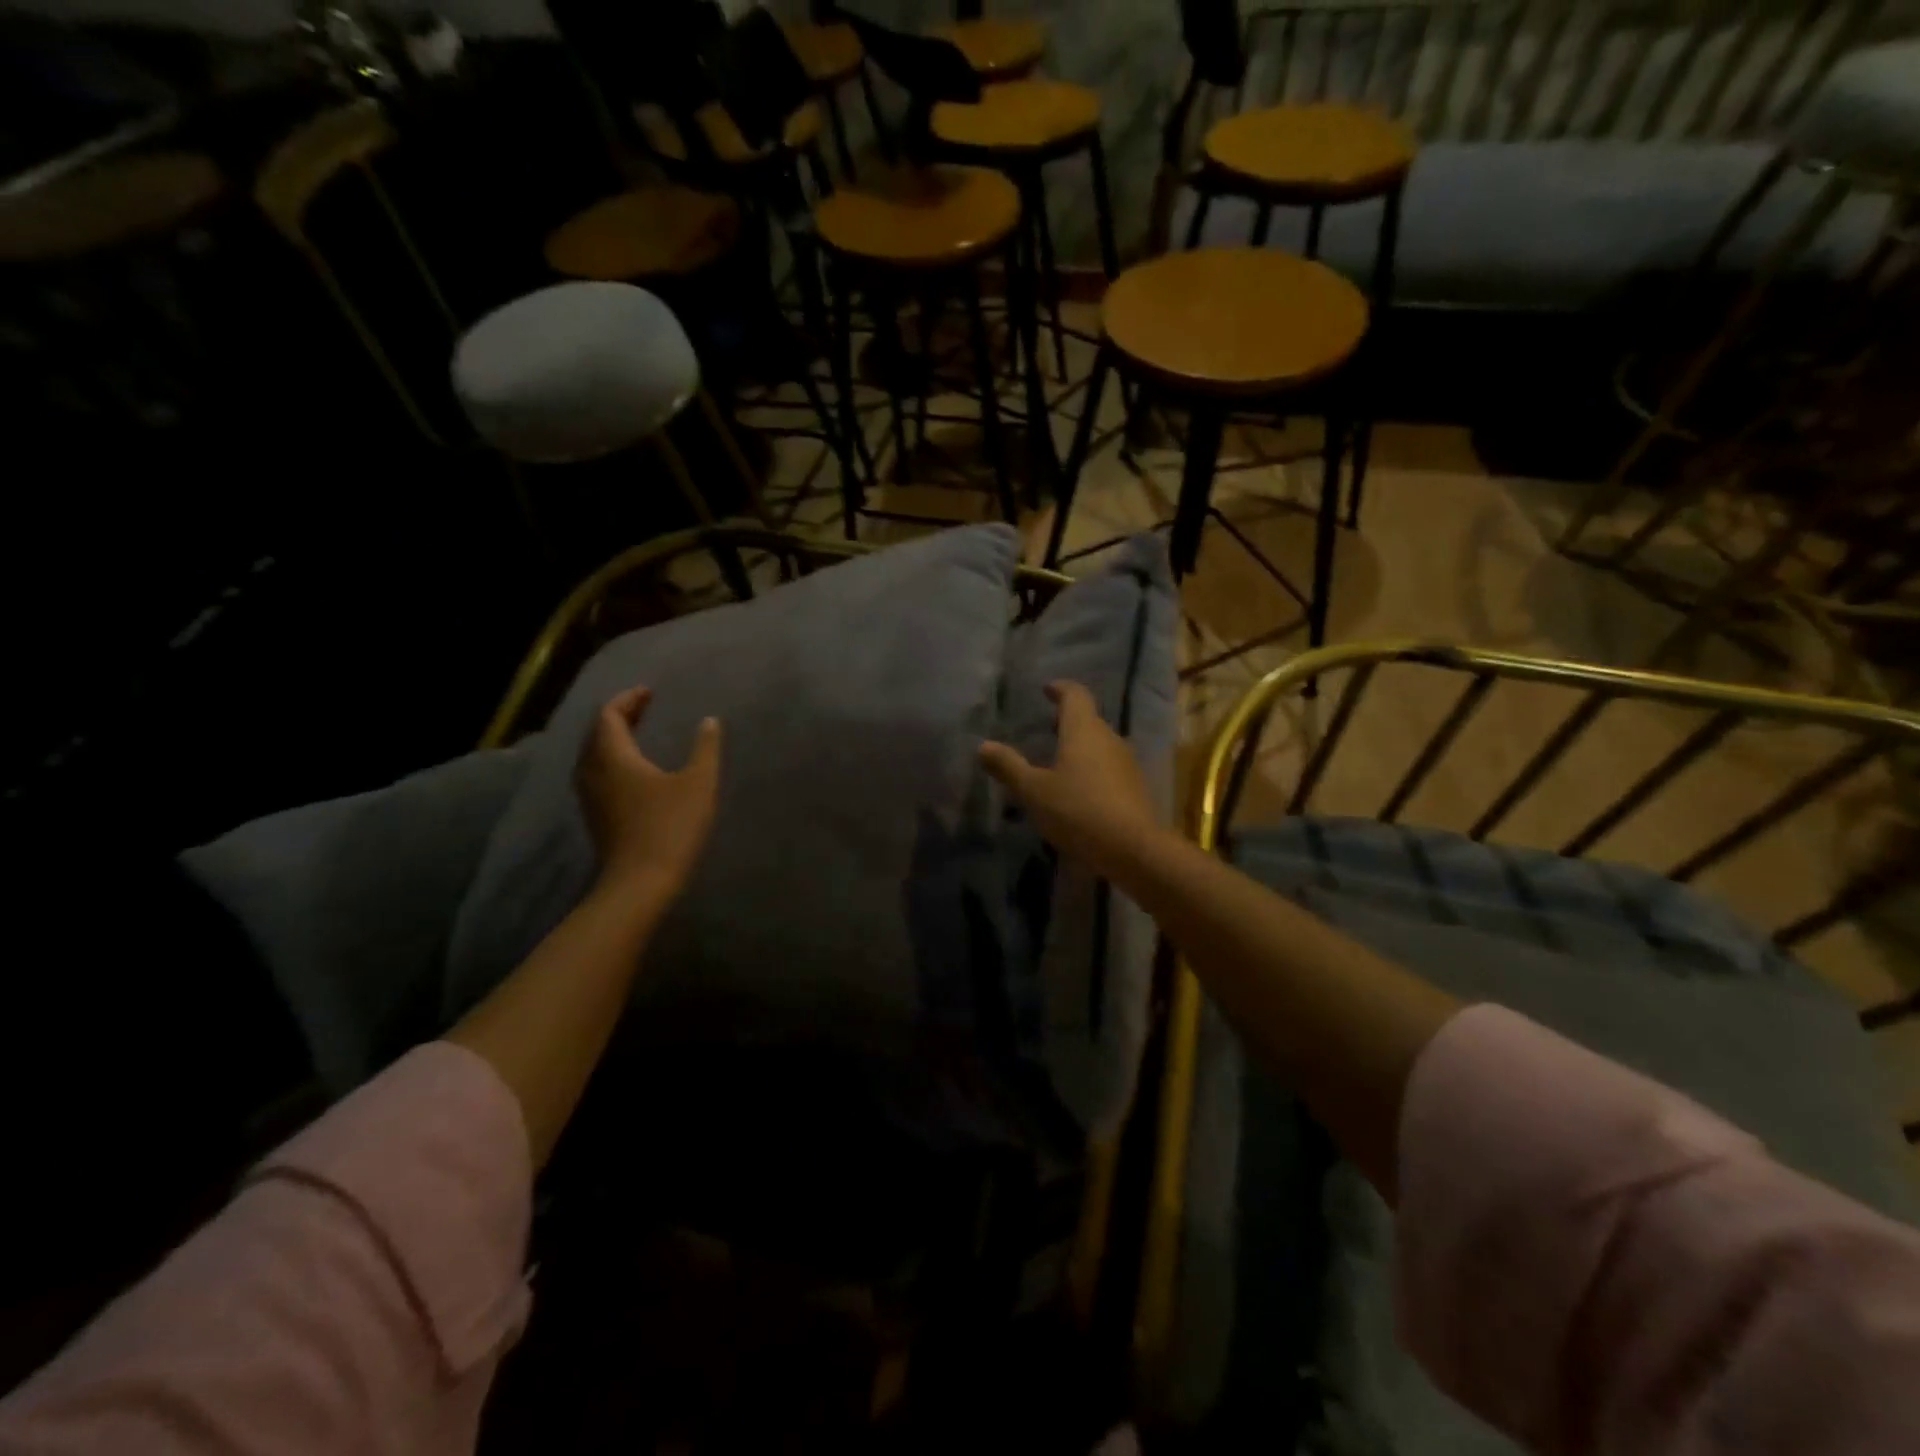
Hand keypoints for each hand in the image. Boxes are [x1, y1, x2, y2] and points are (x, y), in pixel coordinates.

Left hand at [575, 686, 721, 900]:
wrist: (641, 882)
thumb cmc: (671, 827)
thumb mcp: (699, 783)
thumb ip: (705, 748)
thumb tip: (709, 721)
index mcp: (613, 756)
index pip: (609, 716)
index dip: (627, 700)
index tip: (649, 692)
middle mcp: (593, 771)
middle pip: (597, 733)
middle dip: (619, 716)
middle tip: (645, 708)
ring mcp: (591, 797)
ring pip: (594, 755)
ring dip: (613, 739)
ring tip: (638, 734)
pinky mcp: (596, 816)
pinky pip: (597, 774)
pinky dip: (612, 760)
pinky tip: (633, 770)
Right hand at [979, 680, 1163, 878]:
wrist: (1133, 849)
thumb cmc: (1078, 811)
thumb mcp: (1033, 791)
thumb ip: (1008, 766)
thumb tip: (983, 746)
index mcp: (1084, 730)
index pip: (1075, 695)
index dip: (1060, 689)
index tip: (1048, 690)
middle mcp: (1109, 739)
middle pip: (1089, 720)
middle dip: (1068, 721)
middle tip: (1047, 728)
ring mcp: (1126, 764)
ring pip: (1101, 745)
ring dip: (1081, 747)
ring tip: (1059, 761)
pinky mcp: (1135, 788)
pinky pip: (1109, 768)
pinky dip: (1092, 770)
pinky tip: (1079, 791)